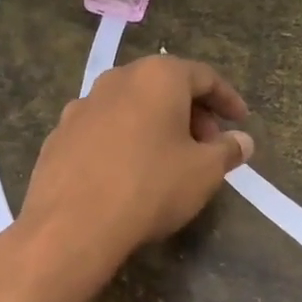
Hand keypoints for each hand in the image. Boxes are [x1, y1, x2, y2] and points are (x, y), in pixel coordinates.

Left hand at [11, 56, 253, 283]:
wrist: (72, 224)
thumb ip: (227, 150)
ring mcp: (81, 106)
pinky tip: (126, 172)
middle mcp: (116, 80)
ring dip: (154, 126)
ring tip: (168, 160)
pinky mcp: (58, 135)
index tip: (240, 122)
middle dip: (190, 113)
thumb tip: (242, 141)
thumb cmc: (150, 187)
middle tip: (207, 146)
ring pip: (129, 107)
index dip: (227, 100)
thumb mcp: (203, 172)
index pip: (203, 77)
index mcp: (156, 77)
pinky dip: (122, 141)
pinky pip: (101, 130)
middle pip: (162, 87)